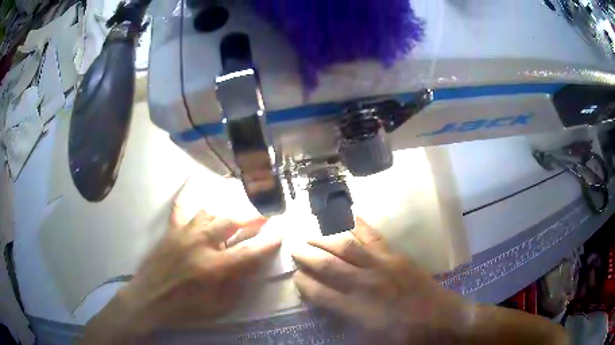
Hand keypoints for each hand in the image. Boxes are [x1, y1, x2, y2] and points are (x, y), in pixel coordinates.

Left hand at [82, 187, 281, 343]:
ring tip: (239, 207)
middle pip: (231, 222)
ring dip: (228, 209)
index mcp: (213, 268)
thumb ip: (237, 285)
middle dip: (252, 218)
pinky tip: (194, 186)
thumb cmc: (184, 308)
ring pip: (210, 212)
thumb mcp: (217, 307)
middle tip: (264, 216)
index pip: (248, 252)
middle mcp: (200, 244)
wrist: (148, 300)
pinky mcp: (171, 231)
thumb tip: (251, 265)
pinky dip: (189, 198)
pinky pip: (181, 208)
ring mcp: (183, 234)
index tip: (281, 232)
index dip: (268, 242)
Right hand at [291, 219, 468, 343]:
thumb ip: (345, 321)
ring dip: (325, 238)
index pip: (320, 292)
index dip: (304, 283)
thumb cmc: (404, 335)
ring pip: (347, 246)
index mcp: (356, 308)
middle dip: (308, 256)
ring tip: (310, 233)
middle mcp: (365, 283)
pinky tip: (347, 215)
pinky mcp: (396, 256)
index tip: (295, 276)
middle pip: (328, 265)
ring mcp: (382, 265)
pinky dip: (358, 224)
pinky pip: (373, 236)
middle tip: (294, 248)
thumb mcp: (369, 338)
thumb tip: (327, 305)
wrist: (441, 319)